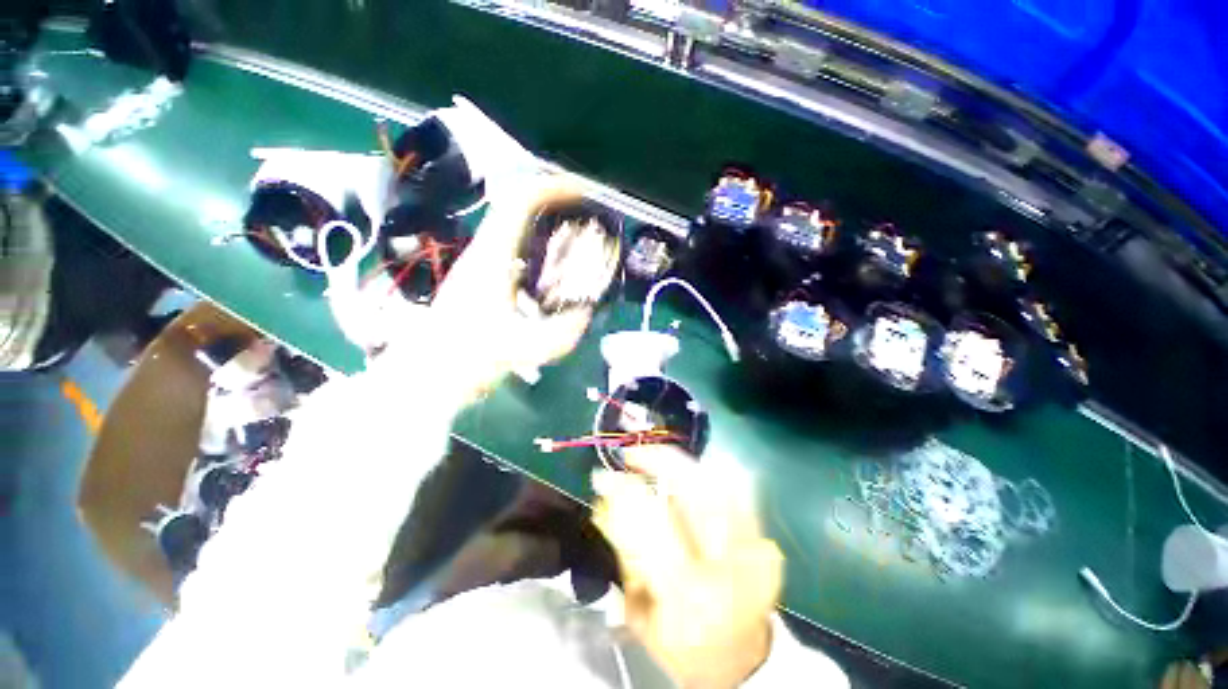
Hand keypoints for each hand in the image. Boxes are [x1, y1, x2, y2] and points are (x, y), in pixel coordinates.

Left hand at [384, 174, 596, 399]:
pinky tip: (557, 270)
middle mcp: (484, 252)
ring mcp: (481, 265)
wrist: (427, 376)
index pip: (520, 203)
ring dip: (548, 224)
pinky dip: (541, 249)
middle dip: (556, 203)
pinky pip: (516, 250)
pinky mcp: (483, 280)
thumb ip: (560, 334)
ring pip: (517, 228)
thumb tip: (587, 312)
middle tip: (588, 215)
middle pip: (519, 208)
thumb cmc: (465, 358)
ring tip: (578, 237)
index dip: (553, 189)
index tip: (584, 192)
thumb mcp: (520, 348)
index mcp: (491, 257)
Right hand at [592, 447, 783, 687]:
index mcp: (690, 599)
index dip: (625, 493)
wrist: (742, 665)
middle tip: (634, 452)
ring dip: (683, 462)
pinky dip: (709, 473)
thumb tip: (607, 500)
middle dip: (660, 461)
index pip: (652, 526)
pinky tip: (688, 469)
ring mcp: (755, 551)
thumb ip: (624, 554)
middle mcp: (728, 569)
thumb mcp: (639, 613)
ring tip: (657, 456)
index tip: (604, 476)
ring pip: (719, 482)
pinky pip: (738, 490)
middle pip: (696, 493)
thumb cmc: (682, 648)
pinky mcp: (765, 542)